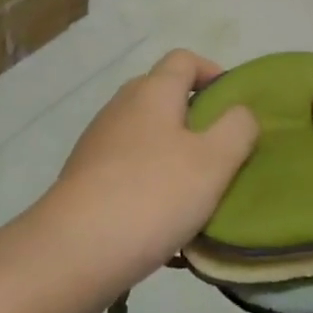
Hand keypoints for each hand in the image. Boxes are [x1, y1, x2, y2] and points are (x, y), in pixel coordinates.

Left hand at [31, 49, 258, 312]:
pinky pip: (126, 168)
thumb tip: (241, 112)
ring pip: (145, 134)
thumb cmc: (151, 195)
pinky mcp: (83, 178)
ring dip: (171, 154)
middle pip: (163, 95)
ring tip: (194, 193)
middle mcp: (122, 106)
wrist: (70, 252)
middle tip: (220, 152)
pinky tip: (161, 221)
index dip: (212, 72)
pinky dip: (148, 181)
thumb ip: (237, 129)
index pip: (184, 59)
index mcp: (153, 91)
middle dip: (194, 117)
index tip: (233, 104)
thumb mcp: (213, 162)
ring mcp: (98, 142)